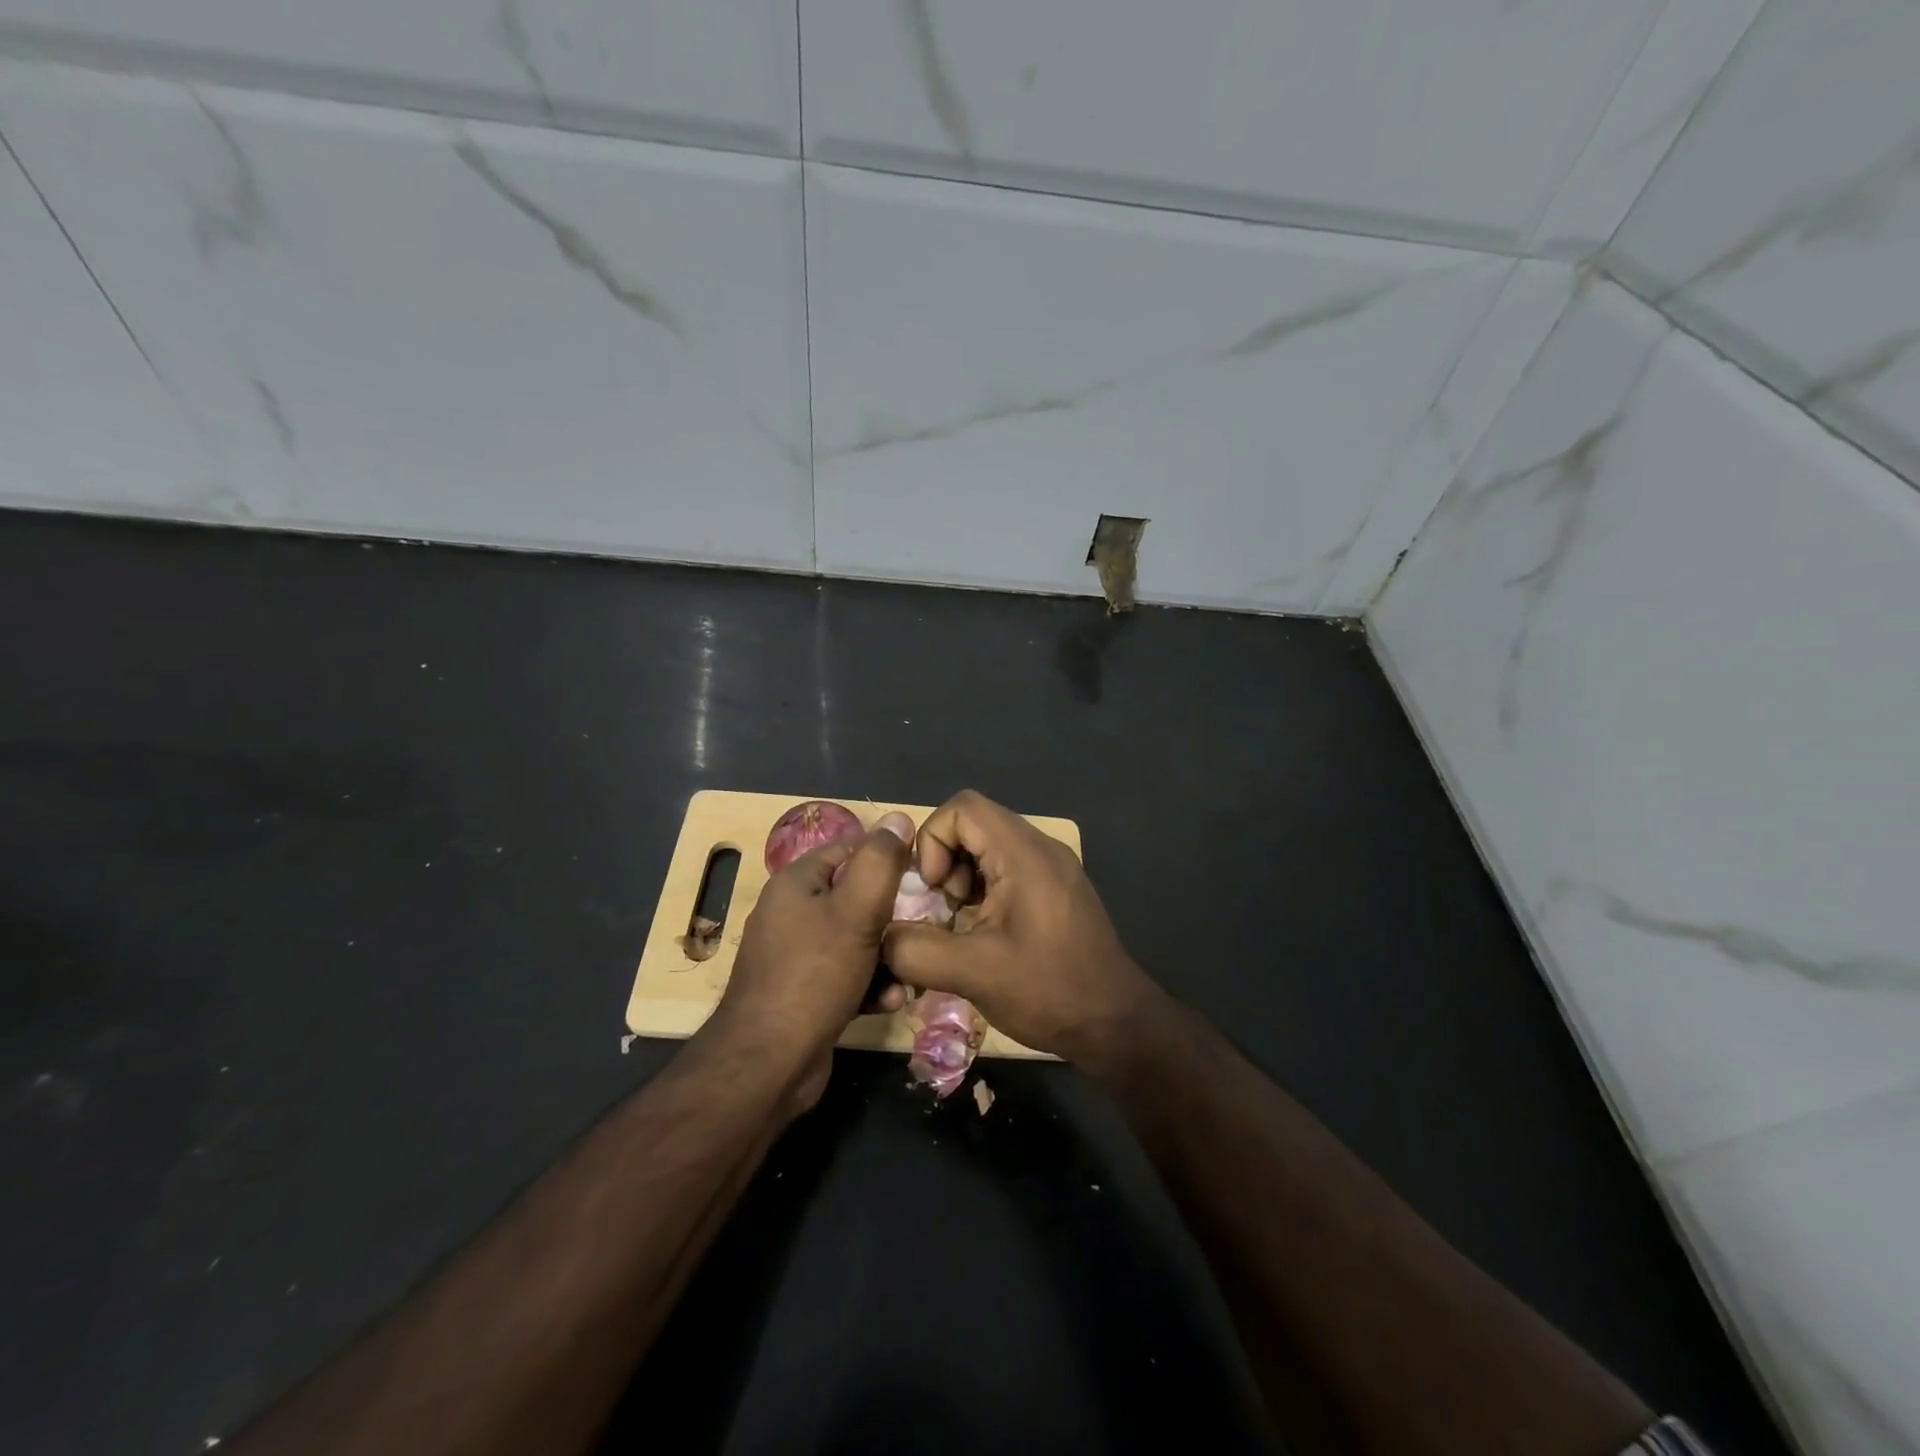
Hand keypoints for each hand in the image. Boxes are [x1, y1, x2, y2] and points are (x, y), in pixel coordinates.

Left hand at [713, 828, 909, 1107]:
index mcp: (796, 882)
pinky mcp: (802, 993)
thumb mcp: (857, 910)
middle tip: (923, 927)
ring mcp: (794, 955)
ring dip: (886, 956)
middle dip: (892, 915)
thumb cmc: (815, 974)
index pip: (848, 848)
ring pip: (855, 940)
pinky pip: (845, 975)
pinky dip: (869, 984)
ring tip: (911, 972)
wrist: (769, 1062)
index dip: (886, 857)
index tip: (922, 876)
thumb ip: (881, 861)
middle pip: (854, 897)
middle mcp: (790, 912)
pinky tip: (890, 1001)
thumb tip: (898, 817)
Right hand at [882, 790, 1162, 1064]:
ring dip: (963, 877)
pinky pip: (1008, 868)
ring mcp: (1053, 868)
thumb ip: (916, 950)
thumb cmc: (1048, 990)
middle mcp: (1041, 848)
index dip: (933, 840)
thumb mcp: (973, 973)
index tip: (933, 889)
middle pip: (975, 824)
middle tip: (943, 908)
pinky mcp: (1057, 890)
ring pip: (989, 847)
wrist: (1116, 1024)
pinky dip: (984, 889)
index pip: (963, 808)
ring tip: (961, 923)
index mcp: (1024, 854)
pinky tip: (984, 932)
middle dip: (945, 861)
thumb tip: (879, 938)